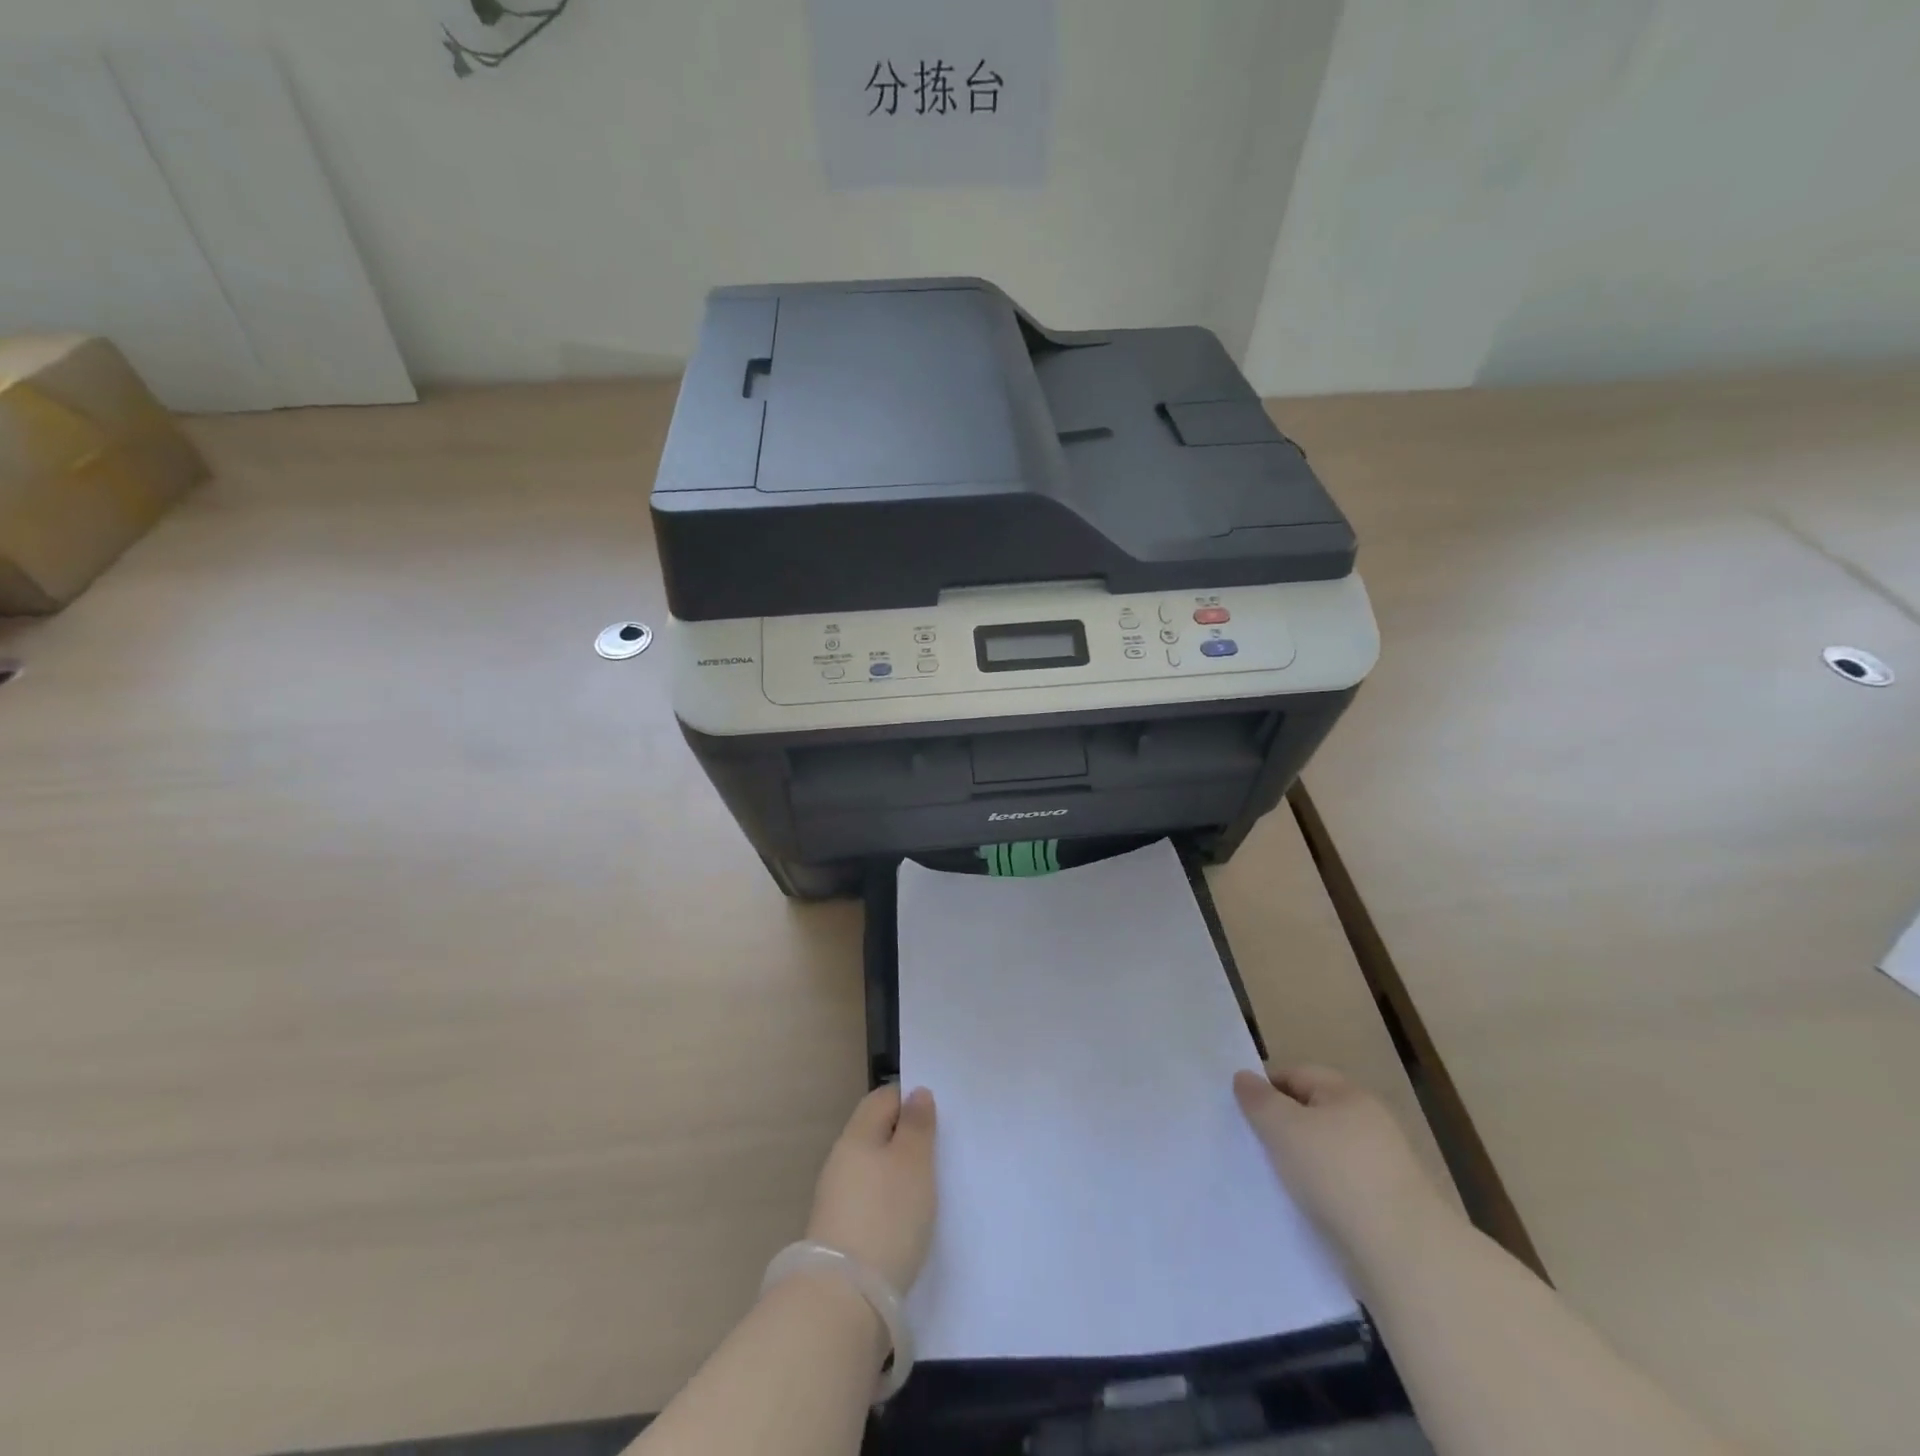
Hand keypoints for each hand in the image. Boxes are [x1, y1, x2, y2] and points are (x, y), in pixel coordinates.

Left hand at [805, 1083, 937, 1294]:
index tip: (938, 1116)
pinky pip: (869, 1199)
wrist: (844, 1299)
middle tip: (940, 1151)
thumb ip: (917, 1126)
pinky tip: (907, 1219)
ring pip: (873, 1167)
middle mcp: (841, 1160)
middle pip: (876, 1132)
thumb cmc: (886, 1217)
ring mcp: (836, 1197)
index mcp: (856, 1135)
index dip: (910, 1099)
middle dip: (905, 1137)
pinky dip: (889, 1201)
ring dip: (898, 1171)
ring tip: (929, 1187)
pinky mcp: (840, 1232)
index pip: (883, 1098)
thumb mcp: (913, 1164)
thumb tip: (916, 1093)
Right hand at [1234, 1065, 1444, 1269]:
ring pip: (1327, 1151)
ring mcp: (1383, 1164)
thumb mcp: (1283, 1128)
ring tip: (1278, 1181)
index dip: (1266, 1088)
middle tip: (1256, 1147)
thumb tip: (1244, 1077)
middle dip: (1283, 1126)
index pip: (1296, 1074)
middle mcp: (1369, 1121)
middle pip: (1313, 1112)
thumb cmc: (1336, 1174)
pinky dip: (1323, 1191)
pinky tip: (1308, 1208)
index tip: (1244, 1115)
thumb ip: (1258, 1099)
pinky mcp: (1388, 1204)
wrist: (1403, 1254)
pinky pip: (1342, 1185)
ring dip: (1302, 1162)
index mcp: (1348, 1094)